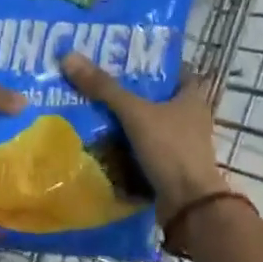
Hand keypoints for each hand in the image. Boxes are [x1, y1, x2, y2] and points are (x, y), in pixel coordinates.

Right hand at [62, 53, 227, 220]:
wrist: (188, 204)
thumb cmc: (170, 149)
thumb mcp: (135, 113)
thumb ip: (104, 88)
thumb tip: (69, 57)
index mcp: (192, 98)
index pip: (176, 70)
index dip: (154, 62)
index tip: (125, 57)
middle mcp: (190, 118)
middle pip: (158, 97)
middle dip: (132, 91)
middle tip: (99, 81)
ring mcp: (181, 144)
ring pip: (149, 123)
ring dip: (127, 119)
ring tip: (93, 108)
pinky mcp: (170, 165)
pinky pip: (144, 147)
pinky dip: (127, 144)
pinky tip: (103, 140)